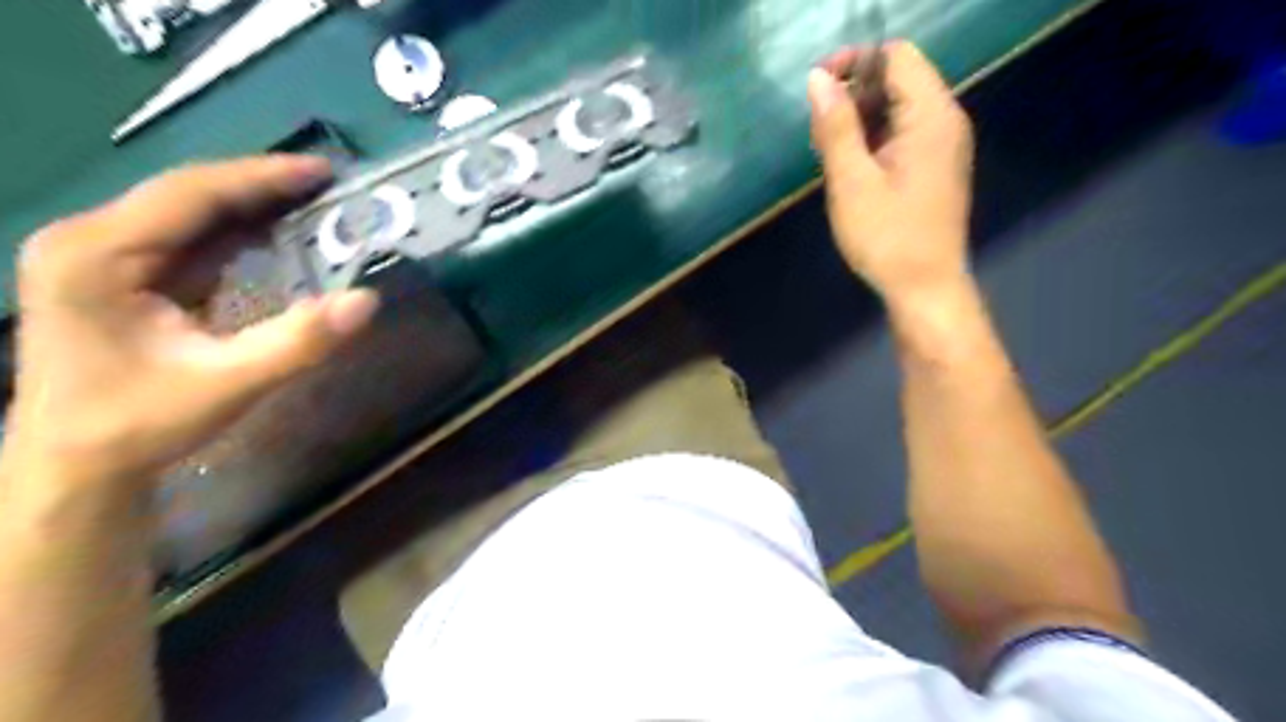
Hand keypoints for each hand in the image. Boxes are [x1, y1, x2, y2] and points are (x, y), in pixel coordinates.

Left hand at [2, 154, 377, 495]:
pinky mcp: (123, 275)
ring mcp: (103, 256)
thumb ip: (300, 341)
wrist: (76, 465)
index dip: (262, 177)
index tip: (323, 171)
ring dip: (255, 208)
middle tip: (331, 185)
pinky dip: (241, 235)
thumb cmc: (141, 423)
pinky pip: (192, 240)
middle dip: (263, 187)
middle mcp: (90, 241)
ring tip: (316, 205)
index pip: (190, 194)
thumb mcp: (229, 385)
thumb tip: (368, 300)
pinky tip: (279, 237)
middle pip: (189, 195)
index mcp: (97, 255)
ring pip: (192, 214)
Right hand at [806, 43, 981, 301]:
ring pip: (897, 109)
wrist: (925, 288)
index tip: (816, 88)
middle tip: (818, 131)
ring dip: (859, 119)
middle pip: (898, 79)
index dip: (854, 62)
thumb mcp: (852, 181)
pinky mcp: (934, 167)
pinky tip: (849, 167)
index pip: (896, 57)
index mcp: (931, 116)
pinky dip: (873, 139)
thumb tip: (817, 79)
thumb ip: (836, 126)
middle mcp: (945, 121)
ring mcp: (942, 146)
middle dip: (854, 93)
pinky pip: (902, 134)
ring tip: (827, 152)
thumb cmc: (887, 237)